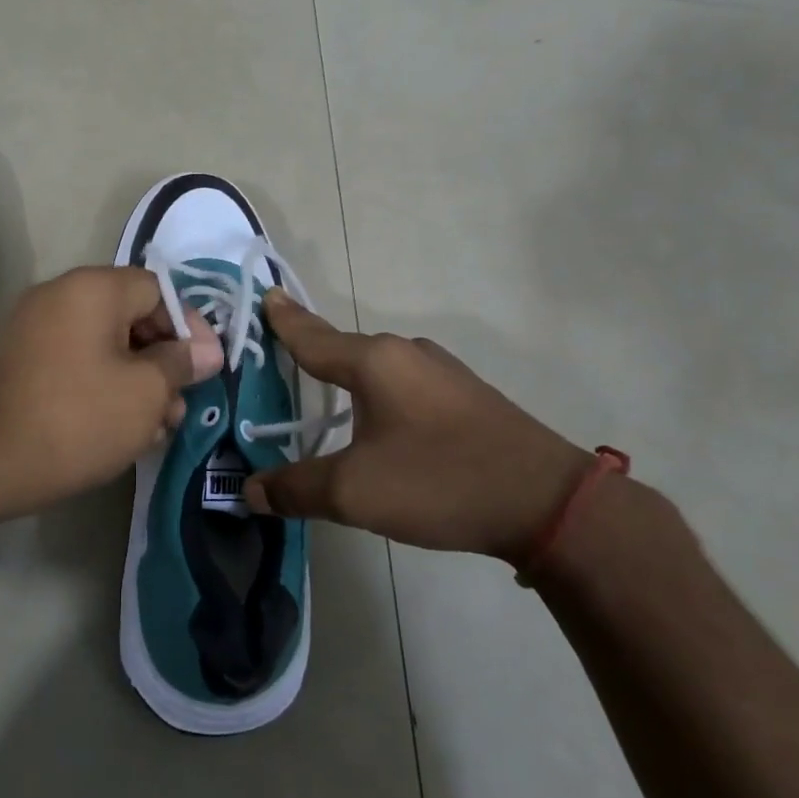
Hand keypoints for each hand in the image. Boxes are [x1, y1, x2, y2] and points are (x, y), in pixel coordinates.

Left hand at [0, 267, 222, 513]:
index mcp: (93, 288)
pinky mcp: (22, 362)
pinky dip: (104, 386)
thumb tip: (207, 350)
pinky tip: (121, 429)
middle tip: (180, 406)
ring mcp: (35, 328)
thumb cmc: (79, 418)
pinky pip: (77, 362)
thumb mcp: (146, 391)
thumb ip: (181, 363)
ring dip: (137, 381)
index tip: (206, 368)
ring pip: (105, 345)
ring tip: (156, 428)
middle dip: (164, 362)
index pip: (158, 291)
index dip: (189, 328)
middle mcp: (61, 295)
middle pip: (132, 318)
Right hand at [244, 292, 589, 559]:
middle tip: (281, 356)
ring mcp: (442, 372)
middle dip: (311, 353)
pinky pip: (404, 386)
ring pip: (377, 369)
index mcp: (374, 361)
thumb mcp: (355, 492)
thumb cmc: (439, 481)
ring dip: (347, 378)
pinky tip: (379, 422)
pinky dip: (378, 396)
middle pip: (344, 349)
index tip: (267, 294)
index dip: (285, 320)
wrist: (548, 503)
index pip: (313, 336)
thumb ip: (296, 488)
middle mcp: (406, 353)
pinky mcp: (465, 396)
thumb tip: (250, 490)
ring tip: (323, 393)